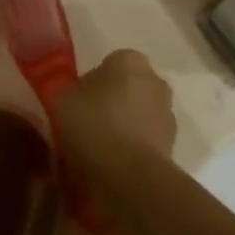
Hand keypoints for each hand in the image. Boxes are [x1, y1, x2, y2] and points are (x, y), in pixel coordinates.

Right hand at [55, 50, 176, 170]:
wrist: (129, 174)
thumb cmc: (93, 125)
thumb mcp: (62, 99)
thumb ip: (70, 89)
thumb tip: (78, 94)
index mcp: (130, 61)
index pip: (110, 62)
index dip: (92, 81)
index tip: (77, 100)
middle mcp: (155, 80)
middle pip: (128, 87)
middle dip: (111, 101)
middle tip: (86, 122)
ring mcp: (167, 113)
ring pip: (138, 114)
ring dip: (123, 125)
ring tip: (98, 147)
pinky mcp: (172, 143)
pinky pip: (144, 139)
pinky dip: (132, 146)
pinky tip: (113, 162)